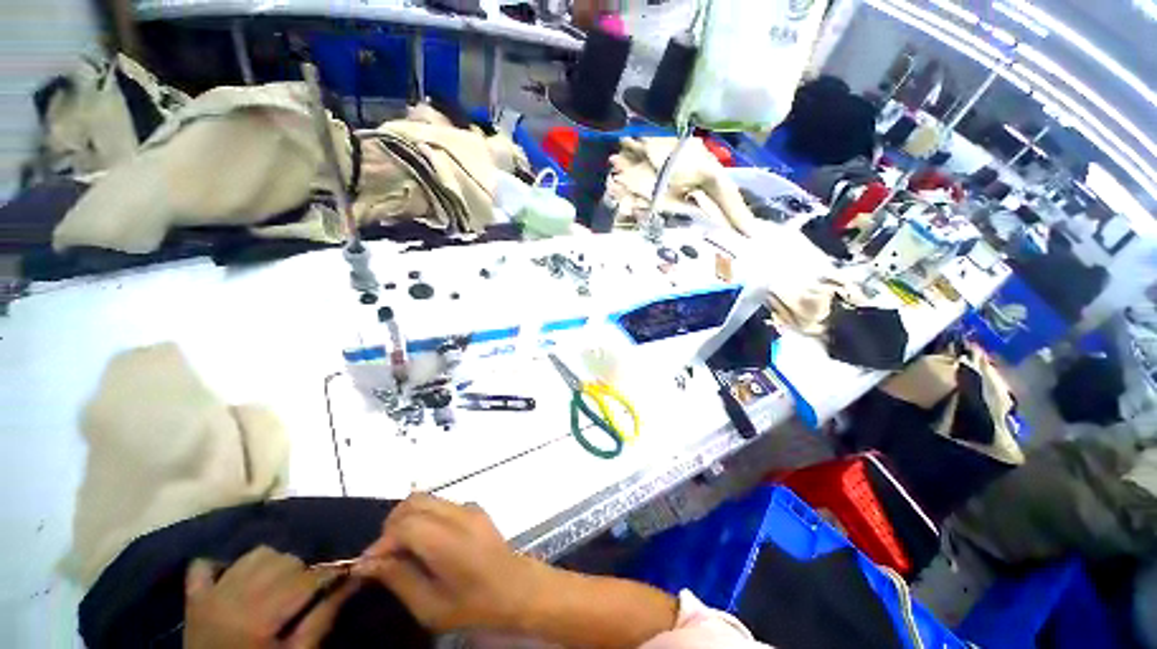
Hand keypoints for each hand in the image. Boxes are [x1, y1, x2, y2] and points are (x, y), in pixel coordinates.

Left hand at [184, 546, 355, 648]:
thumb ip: (322, 618)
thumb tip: (354, 580)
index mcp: (261, 617)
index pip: (306, 579)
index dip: (330, 575)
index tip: (345, 575)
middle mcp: (235, 598)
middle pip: (283, 561)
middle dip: (303, 571)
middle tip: (309, 590)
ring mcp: (211, 595)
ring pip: (254, 555)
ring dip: (273, 563)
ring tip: (280, 583)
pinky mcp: (193, 598)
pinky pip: (204, 565)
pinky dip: (223, 564)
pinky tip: (237, 574)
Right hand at [353, 493, 542, 633]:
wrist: (518, 588)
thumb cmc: (475, 606)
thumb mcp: (430, 606)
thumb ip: (399, 578)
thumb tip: (367, 563)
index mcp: (448, 540)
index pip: (404, 524)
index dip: (381, 542)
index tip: (368, 566)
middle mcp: (459, 515)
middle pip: (414, 502)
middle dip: (391, 525)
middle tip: (384, 556)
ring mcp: (469, 508)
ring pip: (426, 499)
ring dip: (406, 519)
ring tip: (402, 551)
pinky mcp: (475, 508)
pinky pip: (440, 504)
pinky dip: (423, 517)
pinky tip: (424, 544)